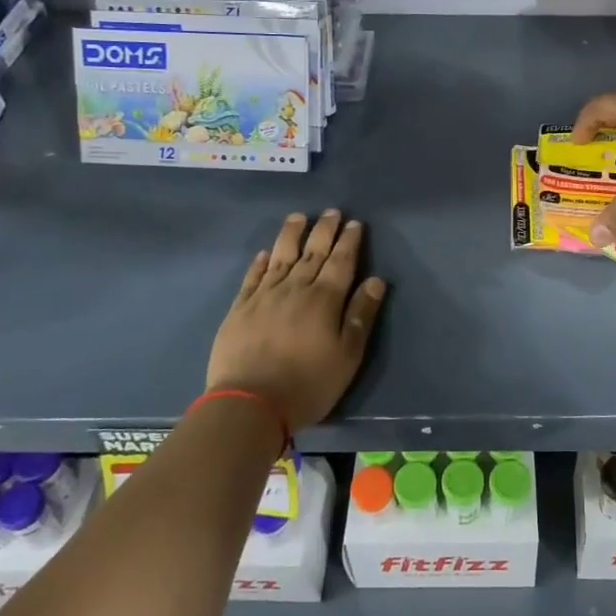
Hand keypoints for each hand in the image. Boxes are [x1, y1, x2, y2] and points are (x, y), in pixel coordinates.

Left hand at [205, 211, 387, 432]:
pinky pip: (253, 277)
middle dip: (324, 230)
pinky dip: (261, 262)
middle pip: (313, 253)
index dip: (349, 241)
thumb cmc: (308, 383)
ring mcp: (264, 296)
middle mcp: (295, 288)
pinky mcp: (240, 309)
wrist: (249, 403)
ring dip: (292, 235)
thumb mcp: (347, 355)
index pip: (341, 261)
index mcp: (325, 299)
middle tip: (332, 212)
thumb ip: (361, 315)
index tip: (354, 223)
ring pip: (281, 256)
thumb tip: (375, 281)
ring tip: (299, 217)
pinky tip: (266, 253)